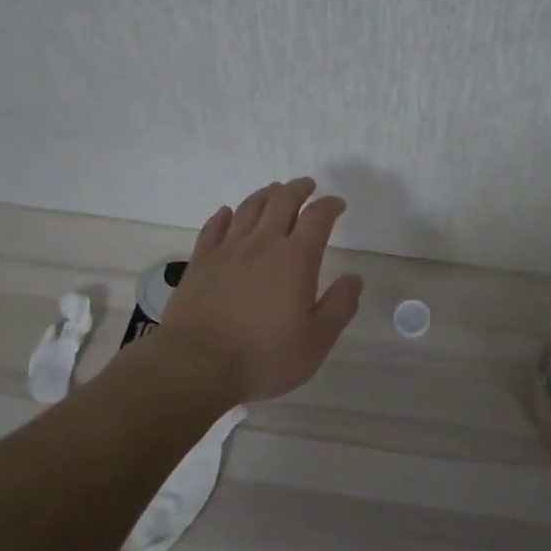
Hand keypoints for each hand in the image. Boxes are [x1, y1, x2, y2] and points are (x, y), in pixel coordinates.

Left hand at [153, 177, 363, 402]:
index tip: (337, 204)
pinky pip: (214, 227)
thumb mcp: (316, 340)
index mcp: (295, 258)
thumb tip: (354, 278)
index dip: (330, 206)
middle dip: (298, 189)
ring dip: (265, 195)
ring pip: (248, 208)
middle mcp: (262, 244)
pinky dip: (225, 215)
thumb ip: (339, 306)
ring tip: (274, 191)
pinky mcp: (200, 262)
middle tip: (307, 186)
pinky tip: (227, 213)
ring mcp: (227, 250)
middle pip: (281, 201)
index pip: (317, 218)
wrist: (197, 365)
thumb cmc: (264, 356)